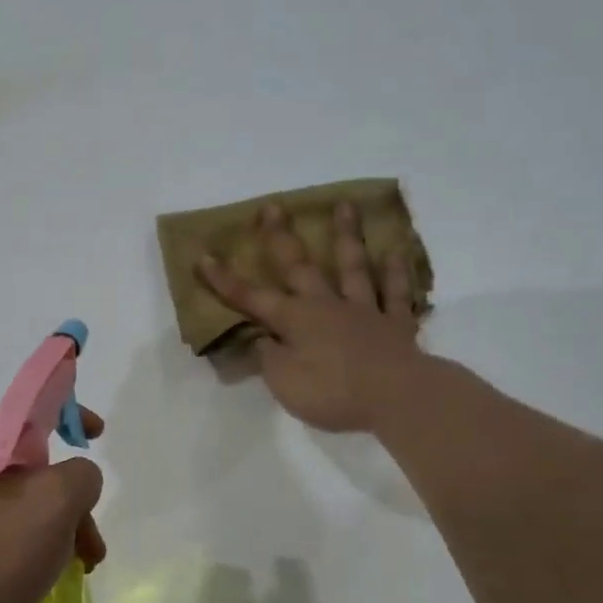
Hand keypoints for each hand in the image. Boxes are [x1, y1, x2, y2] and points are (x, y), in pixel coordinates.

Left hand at [0, 408, 104, 602]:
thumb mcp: (52, 506)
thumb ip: (80, 475)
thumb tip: (76, 478)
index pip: (27, 406)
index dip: (68, 410)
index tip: (97, 435)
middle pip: (28, 463)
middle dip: (69, 495)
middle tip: (91, 537)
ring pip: (16, 503)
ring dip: (55, 527)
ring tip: (79, 567)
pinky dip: (28, 546)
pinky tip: (40, 580)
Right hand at [197, 202, 421, 432]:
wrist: (398, 397)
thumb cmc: (334, 393)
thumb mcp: (285, 383)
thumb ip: (269, 358)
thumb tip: (262, 339)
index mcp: (296, 320)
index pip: (251, 297)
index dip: (225, 280)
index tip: (203, 256)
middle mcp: (327, 305)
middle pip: (301, 266)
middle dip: (282, 237)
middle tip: (273, 207)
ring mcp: (364, 311)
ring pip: (353, 267)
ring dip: (347, 236)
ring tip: (345, 204)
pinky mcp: (396, 324)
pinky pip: (394, 293)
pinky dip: (395, 273)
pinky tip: (395, 252)